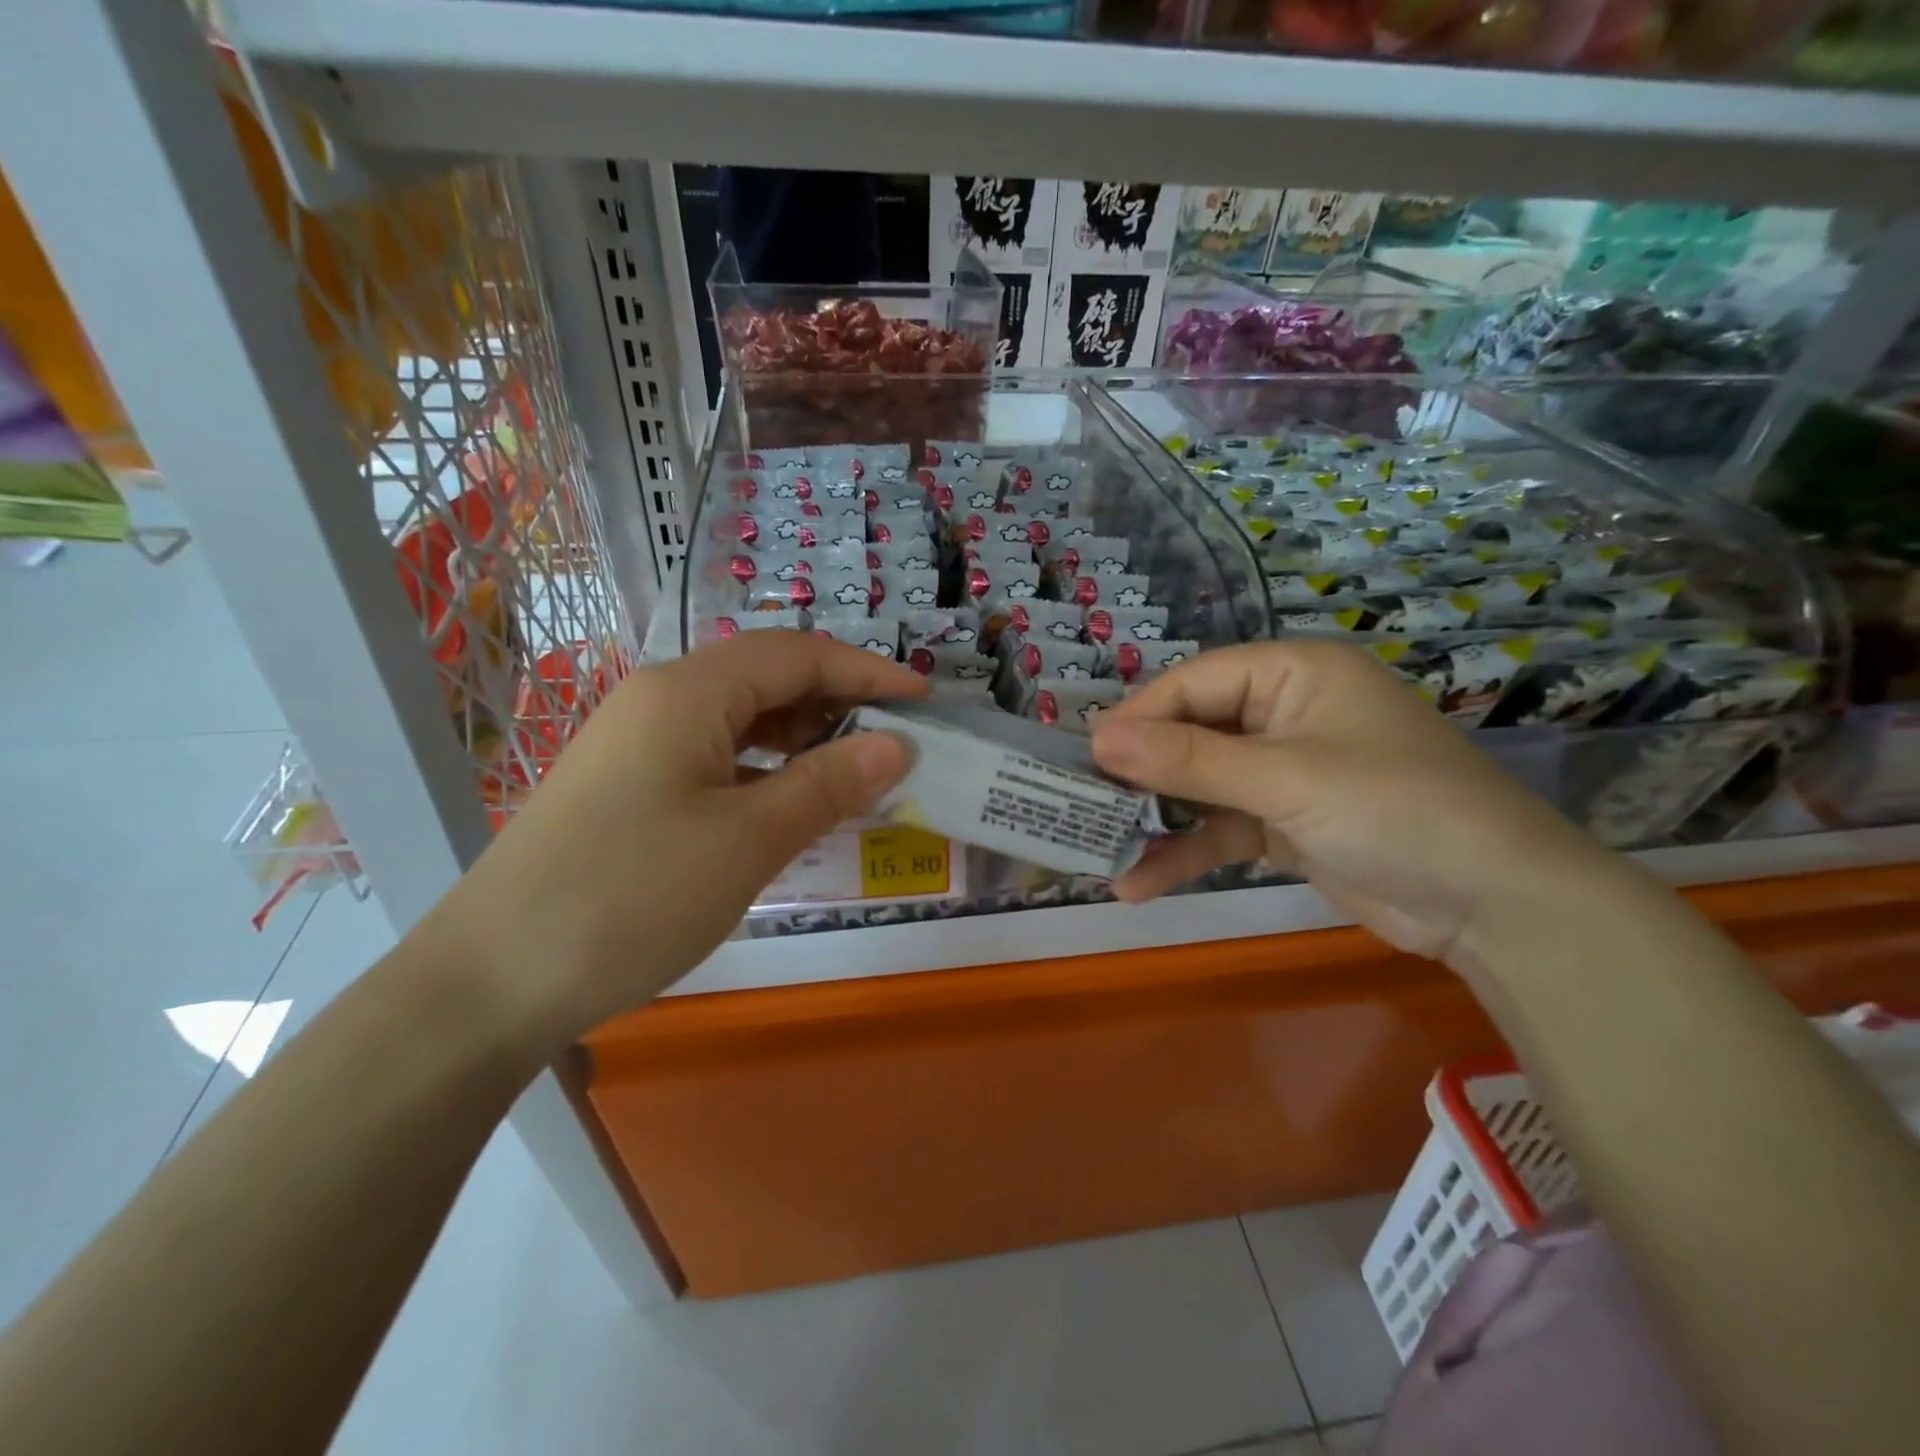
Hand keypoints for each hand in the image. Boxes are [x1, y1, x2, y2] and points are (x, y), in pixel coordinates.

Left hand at [435, 631, 925, 1041]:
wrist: (489, 982)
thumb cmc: (630, 897)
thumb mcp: (746, 840)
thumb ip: (827, 785)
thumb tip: (896, 745)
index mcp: (687, 692)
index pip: (797, 654)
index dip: (867, 670)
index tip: (926, 700)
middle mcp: (660, 700)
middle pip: (767, 678)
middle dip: (838, 702)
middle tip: (897, 743)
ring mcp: (638, 744)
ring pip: (741, 720)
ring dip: (803, 739)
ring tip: (855, 775)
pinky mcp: (628, 787)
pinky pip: (714, 758)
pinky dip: (765, 771)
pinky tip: (790, 807)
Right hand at [1088, 641, 1609, 968]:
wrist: (1496, 906)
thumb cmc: (1395, 810)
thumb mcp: (1285, 779)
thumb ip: (1189, 760)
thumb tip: (1097, 740)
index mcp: (1290, 673)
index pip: (1193, 683)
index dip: (1137, 718)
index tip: (1083, 757)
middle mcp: (1283, 712)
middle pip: (1189, 732)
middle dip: (1139, 773)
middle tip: (1078, 802)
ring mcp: (1282, 770)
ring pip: (1199, 785)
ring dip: (1154, 819)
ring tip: (1096, 849)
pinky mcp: (1283, 821)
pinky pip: (1219, 827)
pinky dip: (1184, 852)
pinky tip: (1137, 884)